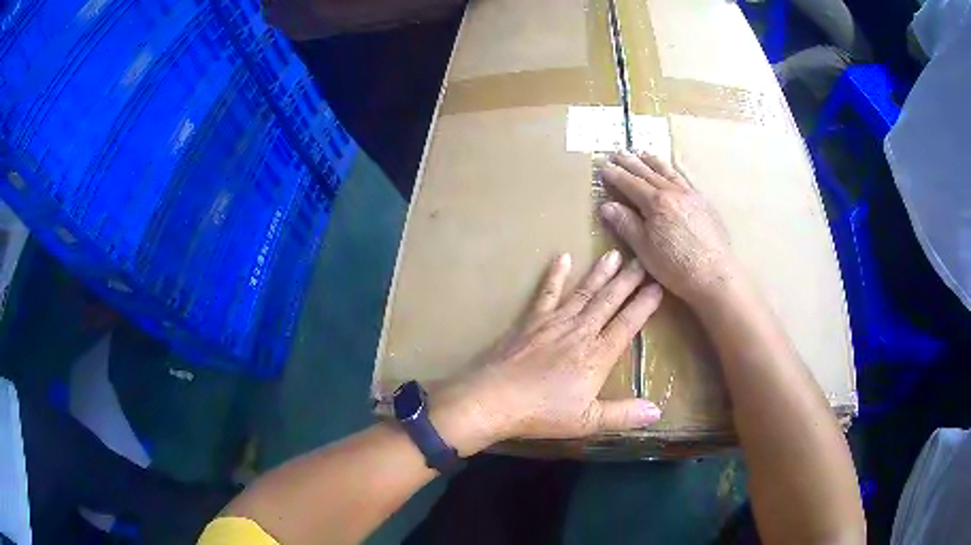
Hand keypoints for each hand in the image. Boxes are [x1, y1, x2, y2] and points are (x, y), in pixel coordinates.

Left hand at [432, 250, 663, 453]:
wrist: (494, 399)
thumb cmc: (542, 413)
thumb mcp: (588, 421)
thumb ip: (624, 415)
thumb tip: (658, 411)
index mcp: (597, 356)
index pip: (627, 325)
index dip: (644, 305)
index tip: (658, 285)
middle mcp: (580, 332)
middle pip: (608, 302)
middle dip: (628, 280)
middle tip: (642, 260)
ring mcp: (554, 323)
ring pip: (584, 292)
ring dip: (600, 273)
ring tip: (614, 254)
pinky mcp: (531, 321)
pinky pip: (546, 293)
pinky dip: (555, 275)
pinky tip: (563, 257)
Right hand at [597, 151, 736, 305]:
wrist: (715, 276)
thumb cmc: (676, 267)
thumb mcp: (645, 249)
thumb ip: (626, 224)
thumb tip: (606, 206)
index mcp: (656, 203)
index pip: (630, 183)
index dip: (615, 175)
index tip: (603, 166)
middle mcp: (673, 192)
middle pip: (648, 172)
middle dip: (631, 162)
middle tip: (617, 153)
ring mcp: (691, 195)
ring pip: (668, 172)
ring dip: (652, 161)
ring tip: (642, 153)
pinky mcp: (704, 203)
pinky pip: (684, 179)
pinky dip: (672, 170)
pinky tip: (671, 170)